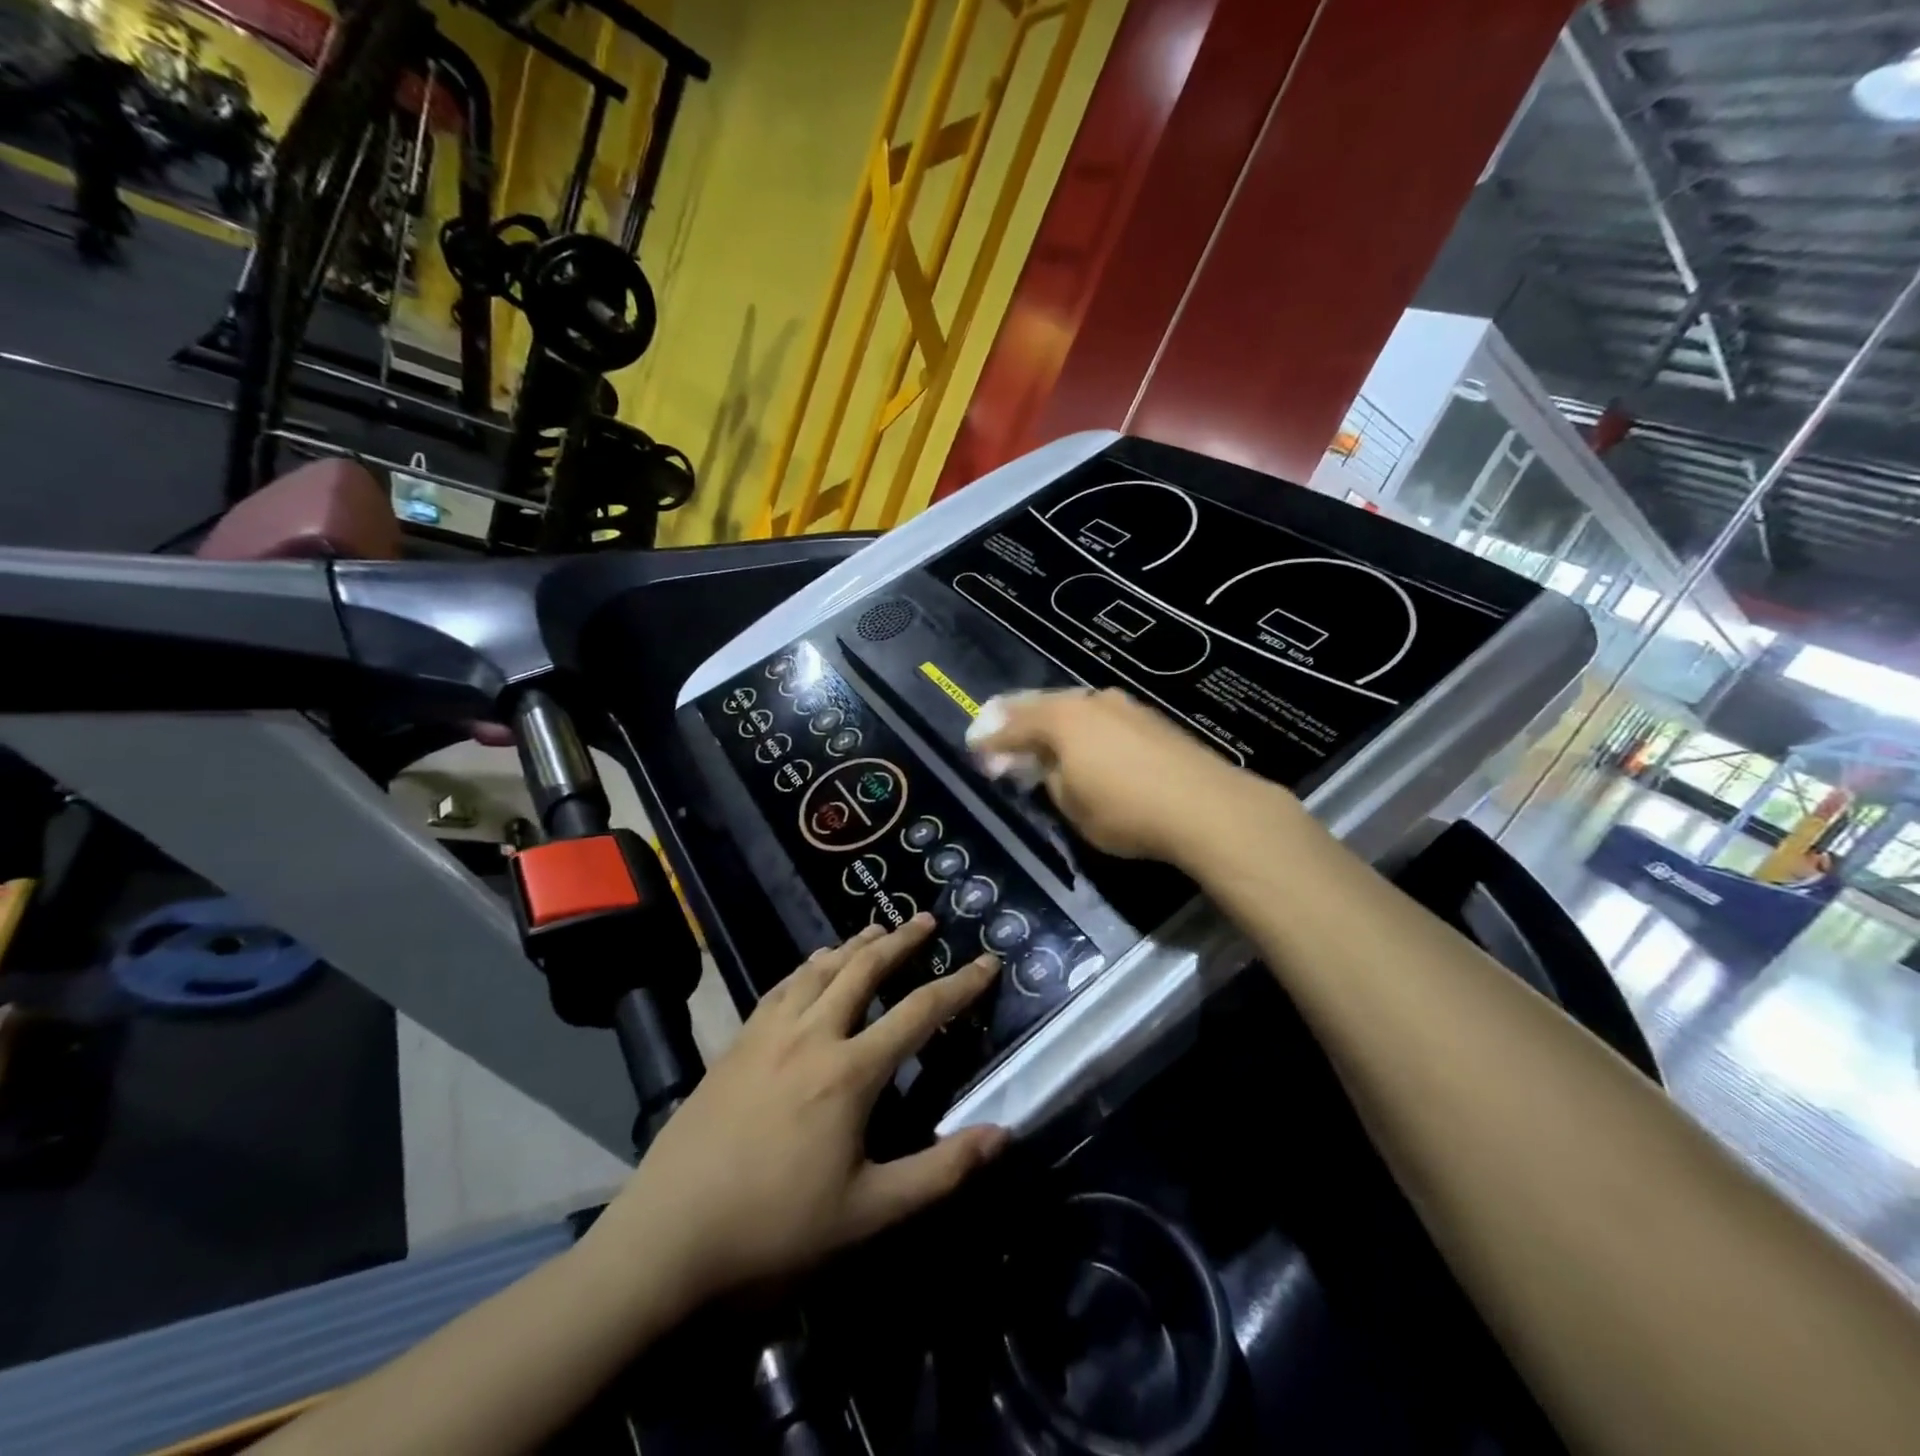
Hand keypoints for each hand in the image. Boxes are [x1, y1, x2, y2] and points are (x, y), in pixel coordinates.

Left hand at [592, 918, 1005, 1308]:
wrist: (669, 1233)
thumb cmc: (775, 1225)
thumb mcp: (869, 1213)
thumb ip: (940, 1172)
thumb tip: (1002, 1134)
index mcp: (850, 1072)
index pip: (920, 1013)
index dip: (960, 986)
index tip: (987, 962)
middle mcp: (813, 1035)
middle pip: (864, 969)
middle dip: (901, 940)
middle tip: (926, 919)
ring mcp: (769, 1033)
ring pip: (820, 969)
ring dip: (854, 944)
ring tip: (877, 927)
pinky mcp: (737, 1042)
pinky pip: (782, 987)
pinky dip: (808, 967)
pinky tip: (812, 967)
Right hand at [969, 689, 1251, 861]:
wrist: (1205, 806)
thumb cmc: (1125, 810)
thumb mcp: (1072, 805)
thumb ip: (1050, 778)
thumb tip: (1048, 766)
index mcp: (1061, 719)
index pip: (1013, 726)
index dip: (990, 739)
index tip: (973, 747)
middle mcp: (1089, 702)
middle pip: (1041, 706)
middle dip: (1016, 720)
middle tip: (996, 729)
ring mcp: (1123, 707)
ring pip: (1074, 709)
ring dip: (1052, 723)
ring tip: (1039, 737)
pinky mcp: (1150, 720)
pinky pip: (1100, 719)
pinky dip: (1082, 729)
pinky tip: (1083, 742)